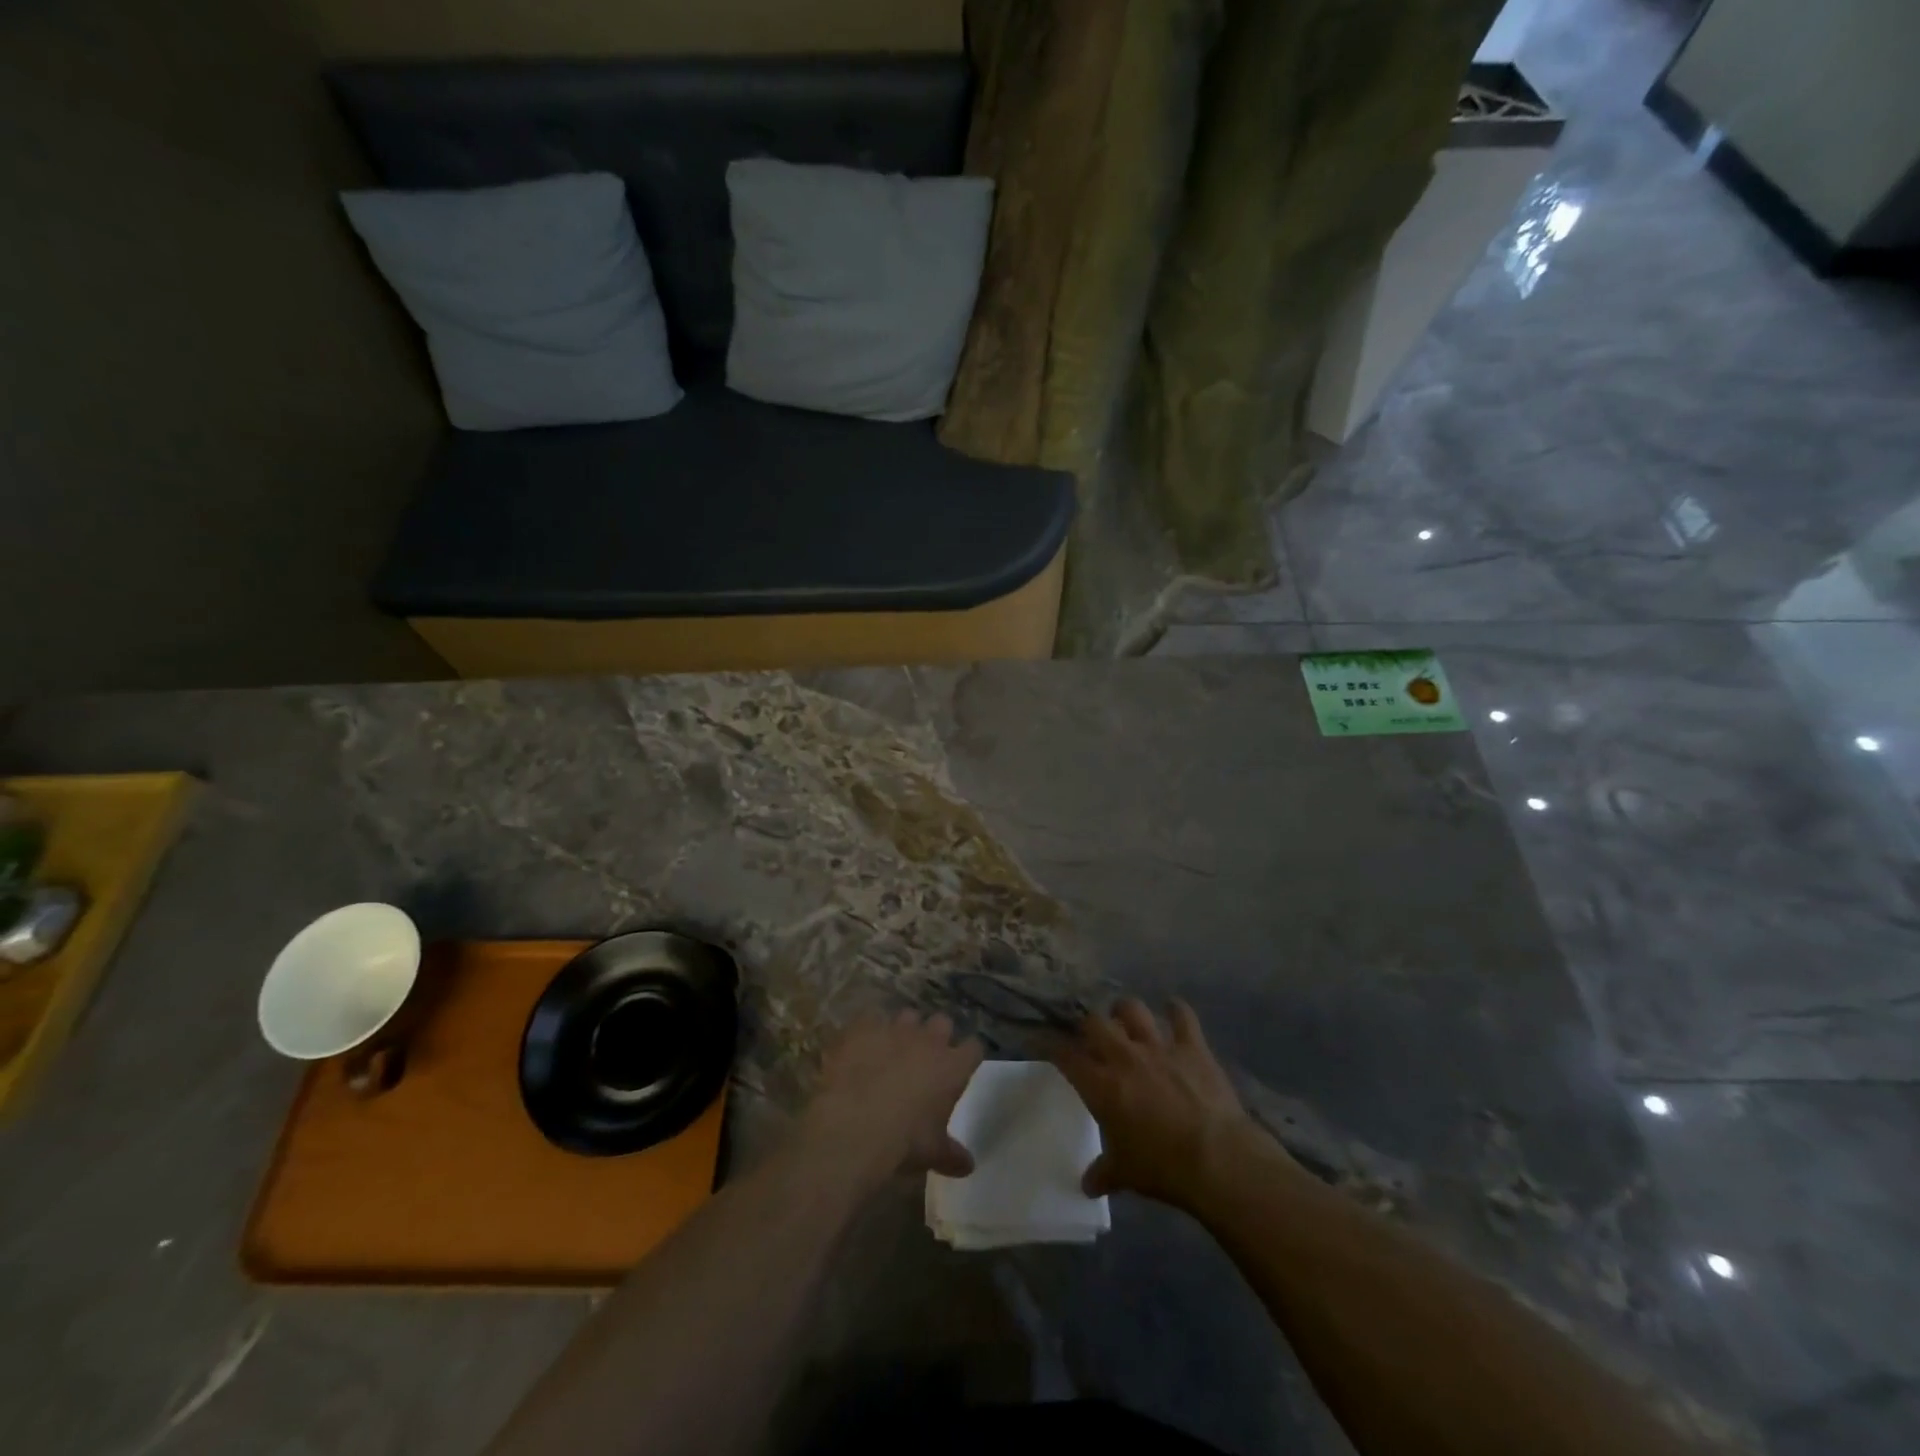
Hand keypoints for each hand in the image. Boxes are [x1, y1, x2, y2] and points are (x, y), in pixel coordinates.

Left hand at [799, 1010, 983, 1186]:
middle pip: (942, 1022)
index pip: (973, 1048)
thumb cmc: (905, 1141)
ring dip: (903, 1029)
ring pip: (908, 1015)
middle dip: (936, 1034)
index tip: (962, 1064)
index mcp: (952, 1067)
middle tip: (927, 1054)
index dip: (967, 1055)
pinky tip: (860, 1045)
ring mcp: (895, 1029)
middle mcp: (928, 1040)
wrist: (856, 1125)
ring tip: (891, 1047)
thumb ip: (952, 1155)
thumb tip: (969, 1166)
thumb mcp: (933, 1153)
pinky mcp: (864, 1027)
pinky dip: (867, 1030)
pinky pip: (869, 1018)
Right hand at [1052, 998, 1262, 1210]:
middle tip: (1092, 1037)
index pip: (1066, 1056)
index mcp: (1101, 1086)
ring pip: (1132, 1009)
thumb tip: (1087, 1186)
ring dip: (1126, 1011)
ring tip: (1125, 1018)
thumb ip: (1104, 1173)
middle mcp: (1124, 1057)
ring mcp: (1158, 1047)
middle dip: (1089, 1026)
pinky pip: (1182, 1016)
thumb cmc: (1162, 1167)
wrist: (1216, 1157)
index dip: (1053, 1047)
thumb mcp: (1125, 1175)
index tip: (1047, 1044)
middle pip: (1095, 1023)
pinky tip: (1173, 1010)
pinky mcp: (1192, 1046)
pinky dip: (1176, 1011)